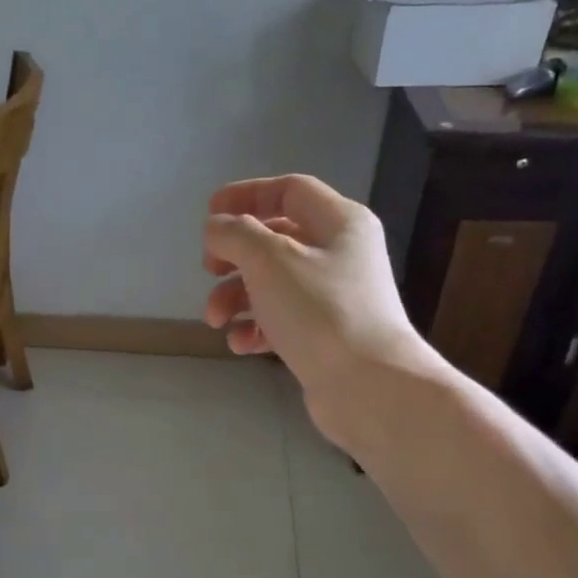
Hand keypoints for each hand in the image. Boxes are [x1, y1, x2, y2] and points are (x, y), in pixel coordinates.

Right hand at [203, 175, 436, 450]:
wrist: (368, 386)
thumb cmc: (320, 311)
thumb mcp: (268, 260)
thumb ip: (235, 233)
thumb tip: (218, 228)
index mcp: (339, 222)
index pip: (288, 190)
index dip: (246, 195)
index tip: (209, 214)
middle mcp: (340, 254)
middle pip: (275, 239)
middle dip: (234, 255)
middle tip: (209, 269)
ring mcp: (334, 296)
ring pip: (272, 282)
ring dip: (235, 297)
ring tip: (215, 320)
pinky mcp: (325, 334)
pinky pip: (281, 319)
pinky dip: (255, 327)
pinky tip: (241, 344)